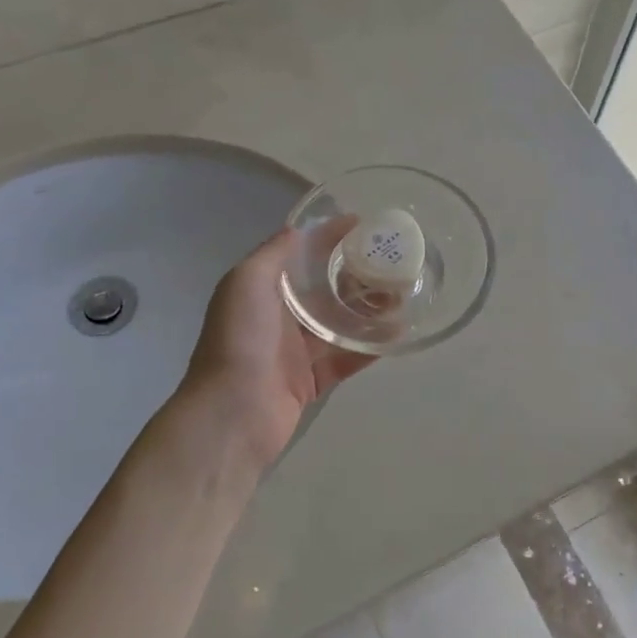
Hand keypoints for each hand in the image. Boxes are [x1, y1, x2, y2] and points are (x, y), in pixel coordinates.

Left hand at [182, 228, 374, 466]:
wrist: (234, 413)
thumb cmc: (240, 340)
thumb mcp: (247, 282)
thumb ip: (272, 254)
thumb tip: (299, 230)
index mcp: (261, 290)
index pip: (299, 256)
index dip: (327, 238)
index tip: (362, 225)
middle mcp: (278, 317)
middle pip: (324, 290)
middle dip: (354, 275)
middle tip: (391, 262)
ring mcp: (296, 351)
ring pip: (339, 324)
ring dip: (367, 311)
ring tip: (402, 295)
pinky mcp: (312, 381)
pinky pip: (346, 359)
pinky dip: (369, 348)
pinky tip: (396, 334)